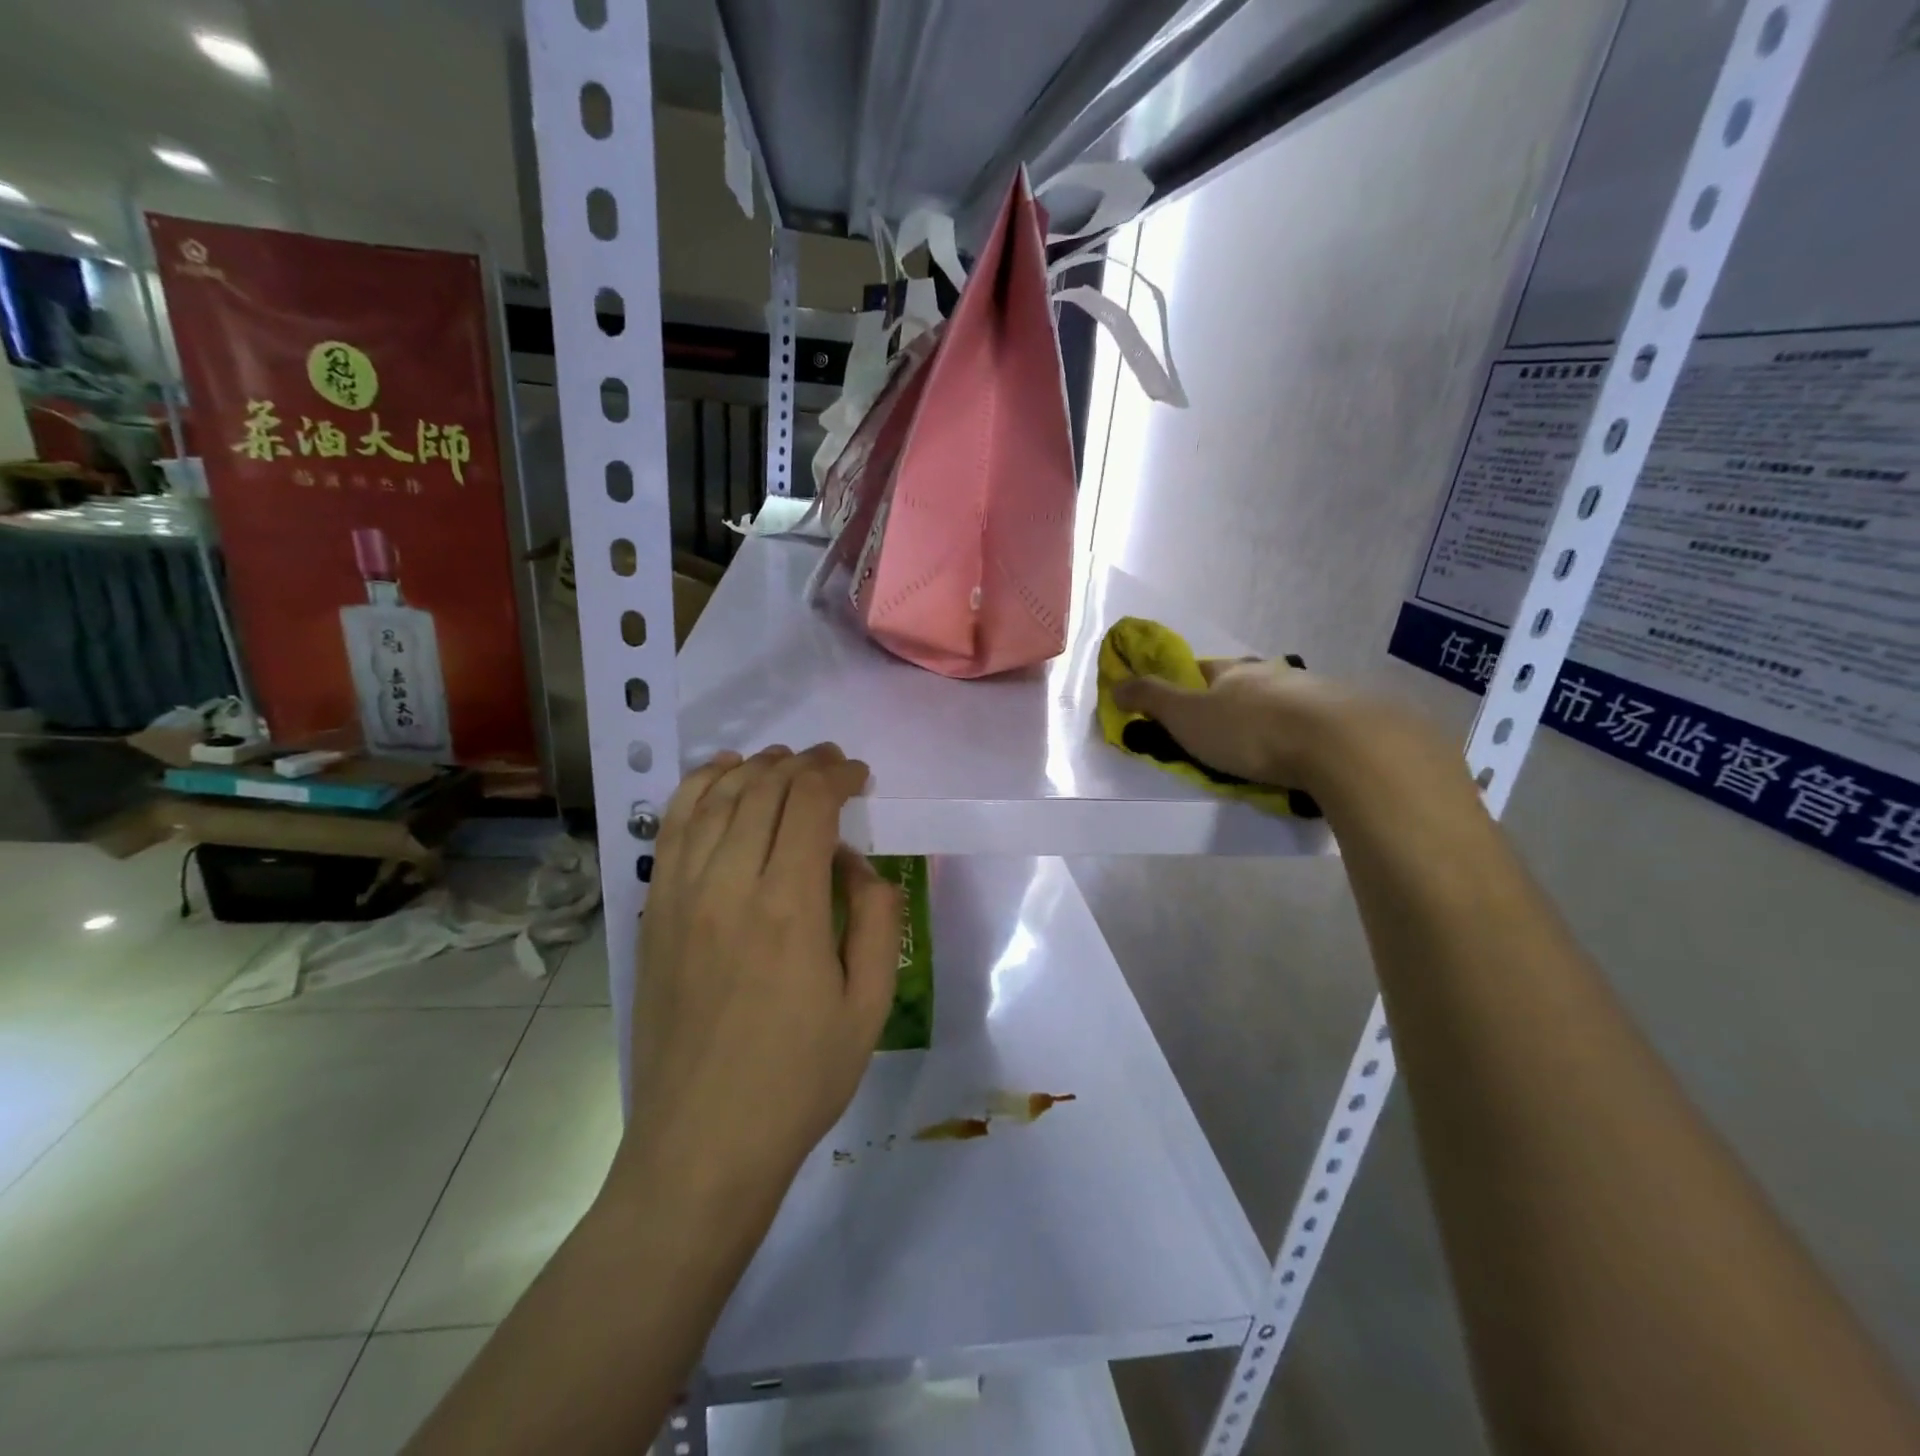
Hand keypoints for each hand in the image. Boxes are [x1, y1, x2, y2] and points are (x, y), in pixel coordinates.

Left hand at [619, 744, 902, 1203]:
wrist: (702, 1146)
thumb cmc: (798, 1081)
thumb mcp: (868, 1006)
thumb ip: (875, 920)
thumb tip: (858, 866)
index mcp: (789, 908)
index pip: (809, 803)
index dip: (838, 775)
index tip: (860, 777)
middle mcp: (728, 886)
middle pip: (763, 790)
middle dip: (803, 764)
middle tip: (831, 765)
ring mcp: (680, 897)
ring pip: (715, 798)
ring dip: (754, 768)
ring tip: (782, 762)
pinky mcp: (653, 914)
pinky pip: (671, 829)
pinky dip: (698, 789)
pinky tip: (720, 777)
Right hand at [1111, 657, 1362, 791]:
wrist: (1337, 744)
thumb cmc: (1249, 730)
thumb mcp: (1186, 716)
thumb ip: (1151, 700)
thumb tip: (1116, 684)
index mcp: (1234, 672)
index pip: (1204, 669)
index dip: (1188, 683)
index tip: (1181, 704)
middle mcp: (1274, 675)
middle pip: (1246, 683)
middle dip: (1234, 701)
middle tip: (1223, 731)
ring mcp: (1314, 694)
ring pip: (1283, 702)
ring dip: (1271, 718)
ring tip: (1265, 749)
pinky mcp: (1346, 719)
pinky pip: (1314, 725)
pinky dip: (1303, 736)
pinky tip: (1302, 757)